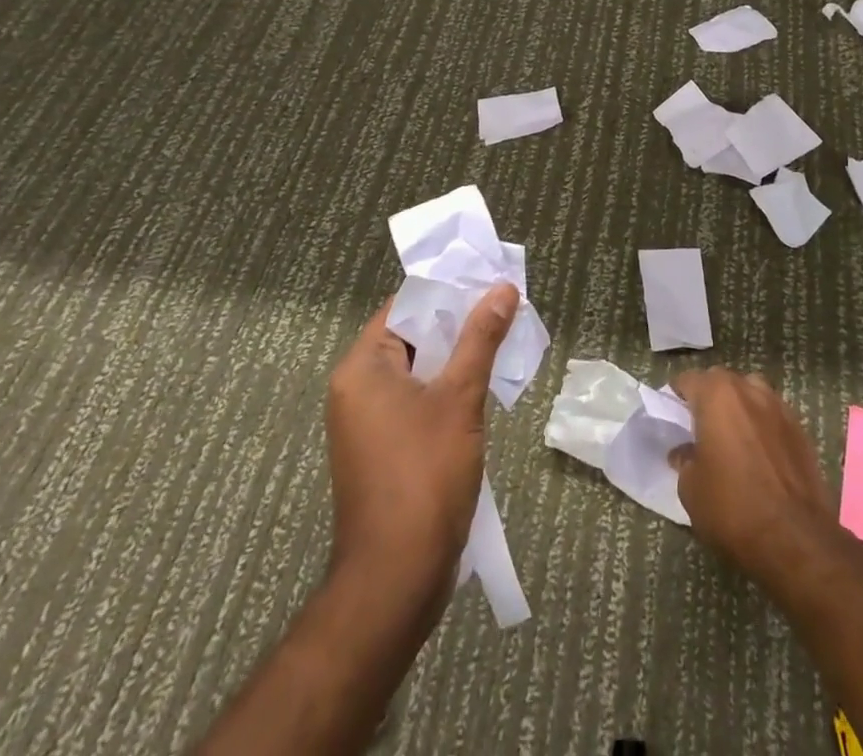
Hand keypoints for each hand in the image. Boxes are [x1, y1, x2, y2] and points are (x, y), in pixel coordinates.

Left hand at [325, 284, 519, 597]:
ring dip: (458, 359)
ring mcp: (368, 422)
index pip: (404, 307)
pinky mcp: (384, 449)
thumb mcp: (460, 399)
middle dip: (459, 325)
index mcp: (363, 367)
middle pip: (413, 337)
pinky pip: (418, 401)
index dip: (447, 292)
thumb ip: (481, 338)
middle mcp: (357, 388)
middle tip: (505, 309)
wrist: (395, 580)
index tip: (488, 282)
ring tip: (504, 343)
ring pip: (419, 371)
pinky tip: (485, 388)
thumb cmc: (424, 477)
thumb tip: (502, 289)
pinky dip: (448, 390)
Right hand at [669, 368, 838, 583]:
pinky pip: (772, 416)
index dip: (676, 395)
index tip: (671, 413)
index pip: (689, 380)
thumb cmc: (733, 508)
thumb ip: (684, 460)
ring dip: (739, 407)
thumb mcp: (691, 489)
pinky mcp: (801, 430)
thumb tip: (685, 452)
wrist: (796, 540)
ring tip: (731, 436)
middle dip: (708, 397)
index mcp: (717, 395)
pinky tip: (758, 453)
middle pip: (722, 382)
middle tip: (699, 425)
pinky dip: (761, 425)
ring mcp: (779, 407)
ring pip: (751, 394)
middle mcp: (749, 390)